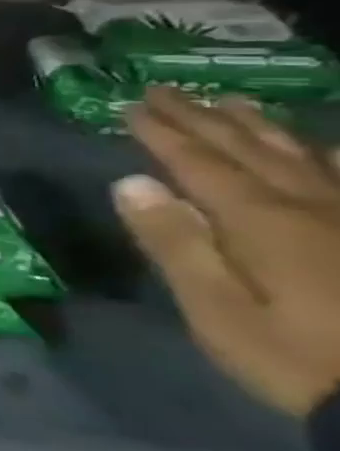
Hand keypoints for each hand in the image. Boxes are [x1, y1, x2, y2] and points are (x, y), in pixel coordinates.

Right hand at [115, 86, 339, 417]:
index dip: (162, 133)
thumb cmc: (303, 360)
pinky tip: (325, 147)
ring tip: (234, 103)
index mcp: (260, 221)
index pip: (198, 163)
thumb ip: (175, 244)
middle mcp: (312, 206)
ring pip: (306, 156)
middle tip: (169, 90)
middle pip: (251, 150)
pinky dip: (332, 156)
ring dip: (263, 127)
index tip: (131, 106)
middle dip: (205, 118)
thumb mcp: (219, 312)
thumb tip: (131, 184)